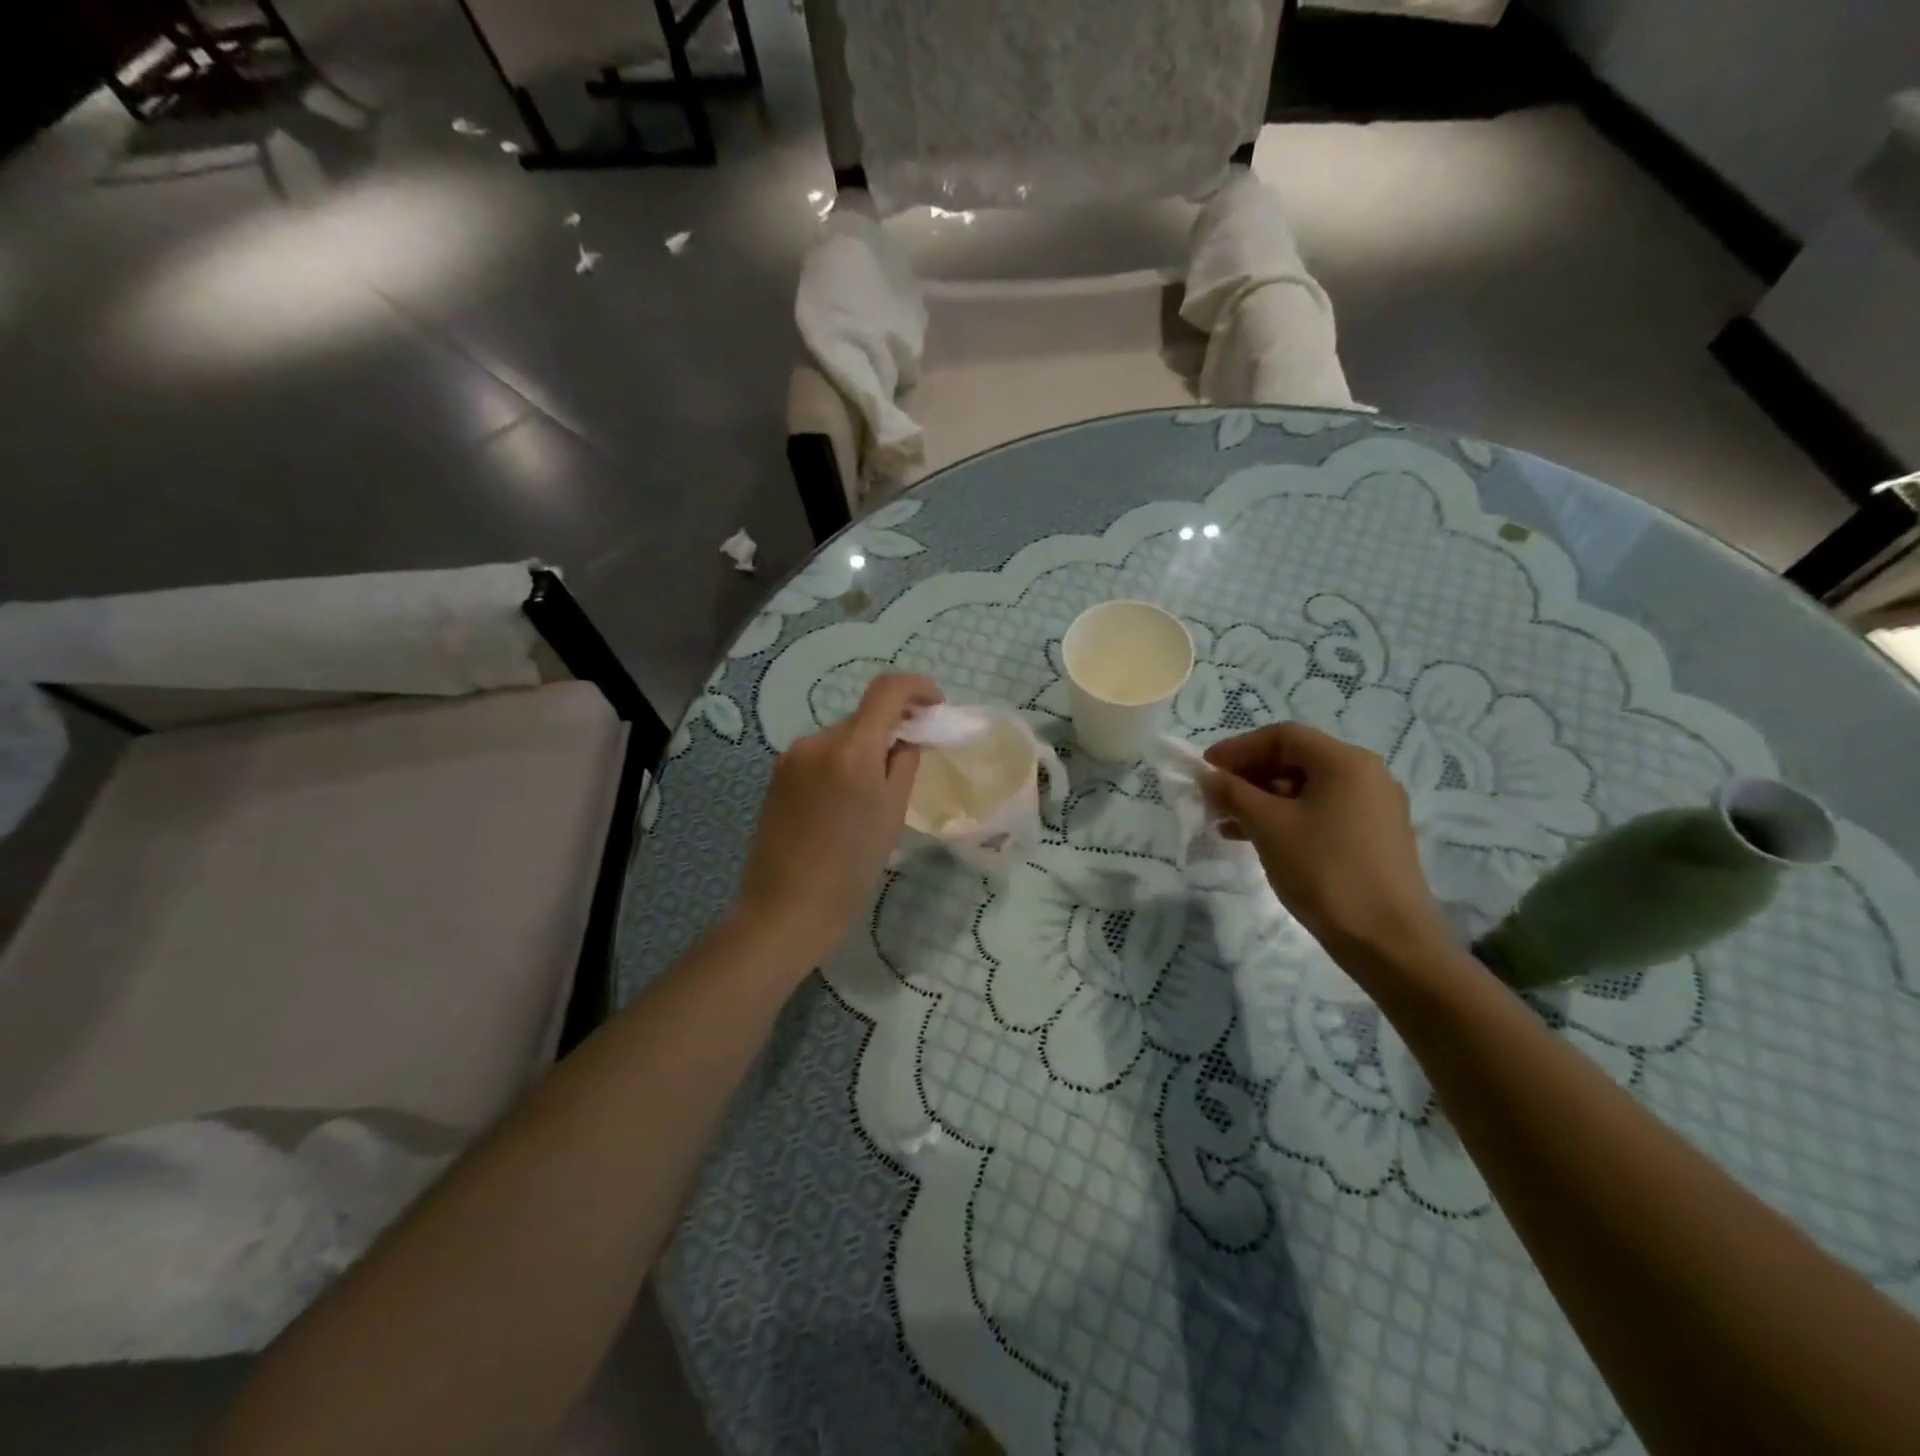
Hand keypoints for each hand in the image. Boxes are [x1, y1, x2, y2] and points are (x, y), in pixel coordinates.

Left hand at [734, 673, 940, 967]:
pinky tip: (844, 801)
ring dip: (864, 748)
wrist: (786, 908)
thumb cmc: (851, 869)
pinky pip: (820, 754)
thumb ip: (904, 764)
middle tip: (911, 760)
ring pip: (841, 736)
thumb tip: (906, 738)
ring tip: (874, 792)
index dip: (918, 688)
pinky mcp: (777, 774)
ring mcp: (792, 756)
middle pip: (864, 716)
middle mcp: (817, 740)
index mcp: (852, 750)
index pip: (887, 690)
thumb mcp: (891, 815)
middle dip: (891, 727)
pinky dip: (841, 762)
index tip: (935, 706)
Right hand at [1201, 723, 1449, 969]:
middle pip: (1296, 760)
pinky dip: (1287, 818)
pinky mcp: (1374, 838)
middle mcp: (1366, 775)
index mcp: (1346, 762)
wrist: (1388, 941)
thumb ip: (1233, 793)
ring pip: (1307, 789)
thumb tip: (1208, 776)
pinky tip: (1258, 840)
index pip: (1283, 736)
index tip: (1205, 770)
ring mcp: (1374, 808)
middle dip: (1249, 776)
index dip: (1238, 748)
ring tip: (1227, 823)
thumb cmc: (1325, 871)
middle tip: (1214, 798)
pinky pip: (1322, 813)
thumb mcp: (1269, 827)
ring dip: (1263, 800)